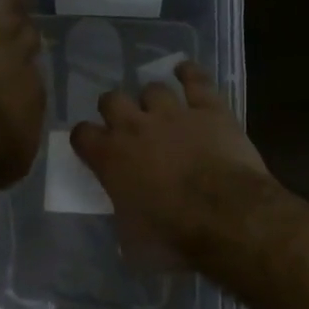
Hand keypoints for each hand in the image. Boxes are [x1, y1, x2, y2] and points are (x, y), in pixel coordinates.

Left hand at [0, 0, 44, 184]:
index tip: (19, 76)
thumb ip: (15, 130)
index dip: (24, 73)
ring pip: (5, 6)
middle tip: (25, 23)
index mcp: (31, 93)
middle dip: (23, 29)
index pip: (31, 76)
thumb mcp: (13, 152)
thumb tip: (11, 123)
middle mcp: (17, 58)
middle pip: (24, 36)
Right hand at [69, 61, 272, 259]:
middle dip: (115, 109)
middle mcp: (135, 127)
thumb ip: (121, 212)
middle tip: (126, 124)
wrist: (226, 216)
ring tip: (160, 109)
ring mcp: (173, 113)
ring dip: (154, 99)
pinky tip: (185, 71)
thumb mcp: (131, 237)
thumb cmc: (173, 236)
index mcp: (110, 157)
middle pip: (112, 99)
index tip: (92, 146)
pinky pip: (195, 79)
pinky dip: (189, 73)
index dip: (85, 139)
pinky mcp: (209, 108)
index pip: (82, 135)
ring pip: (153, 88)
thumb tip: (125, 213)